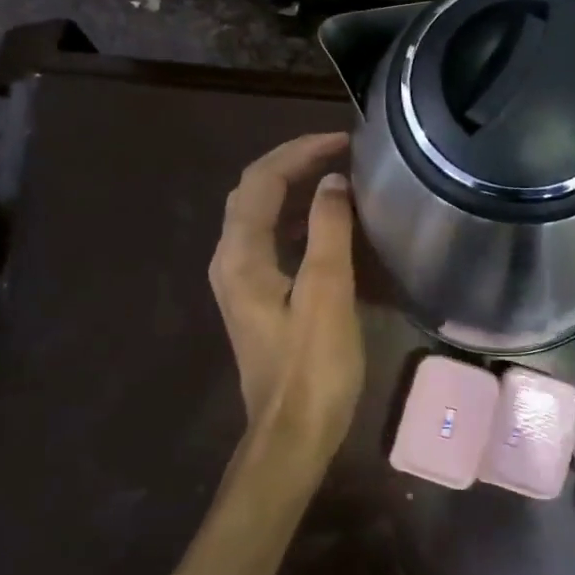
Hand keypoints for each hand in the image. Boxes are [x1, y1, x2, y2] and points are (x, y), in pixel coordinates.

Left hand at [209, 133, 365, 468]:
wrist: (293, 434)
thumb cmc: (313, 367)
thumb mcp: (327, 293)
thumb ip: (328, 230)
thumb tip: (332, 182)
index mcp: (240, 256)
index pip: (262, 181)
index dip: (299, 152)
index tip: (343, 140)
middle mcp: (231, 261)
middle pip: (254, 193)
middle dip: (294, 164)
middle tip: (340, 151)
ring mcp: (240, 282)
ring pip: (261, 216)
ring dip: (295, 190)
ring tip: (337, 176)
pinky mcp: (257, 299)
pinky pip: (272, 241)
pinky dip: (298, 220)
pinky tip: (328, 224)